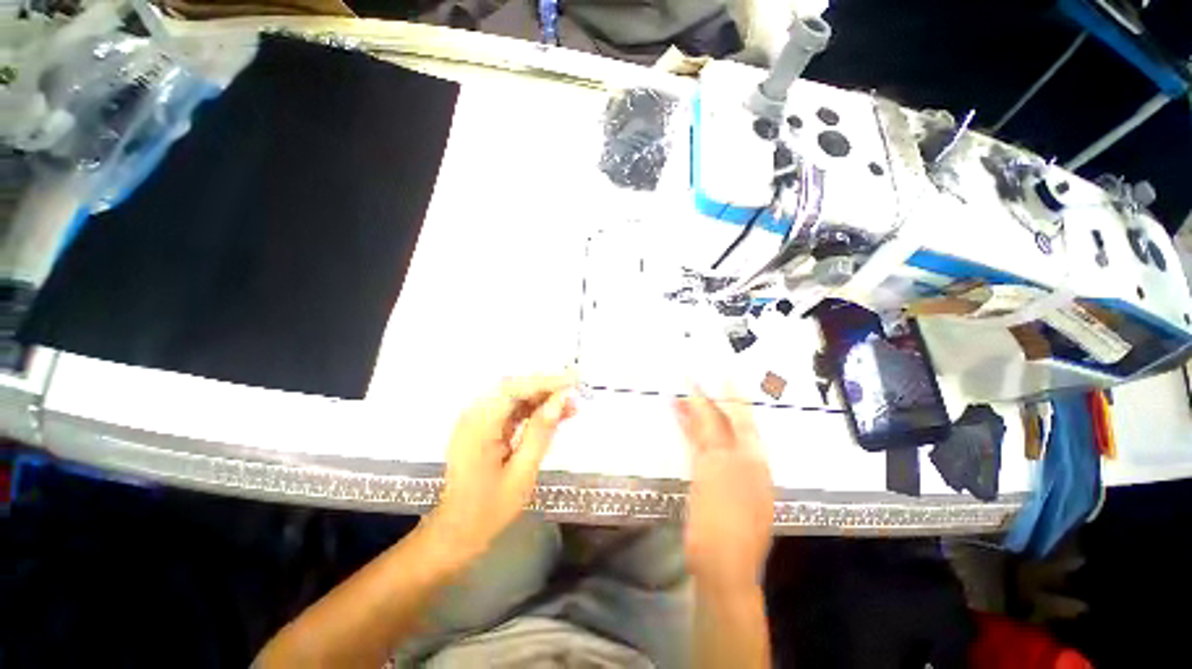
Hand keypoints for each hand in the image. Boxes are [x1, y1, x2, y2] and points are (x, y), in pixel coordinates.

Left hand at [428, 374, 575, 561]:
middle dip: (547, 387)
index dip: (546, 381)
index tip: (573, 381)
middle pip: (515, 388)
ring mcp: (477, 420)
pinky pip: (512, 410)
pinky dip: (534, 410)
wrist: (457, 531)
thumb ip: (541, 432)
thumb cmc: (489, 508)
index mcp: (479, 425)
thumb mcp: (522, 472)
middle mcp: (474, 414)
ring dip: (543, 398)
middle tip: (576, 390)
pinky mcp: (483, 427)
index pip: (515, 388)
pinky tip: (556, 416)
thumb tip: (562, 399)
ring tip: (572, 405)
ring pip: (515, 397)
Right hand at [675, 388, 773, 591]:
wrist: (721, 567)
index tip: (715, 371)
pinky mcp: (710, 480)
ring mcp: (727, 470)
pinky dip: (690, 433)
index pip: (737, 416)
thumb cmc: (723, 521)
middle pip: (724, 421)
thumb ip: (710, 439)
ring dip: (694, 415)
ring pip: (710, 434)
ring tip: (676, 396)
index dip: (726, 393)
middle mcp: (743, 459)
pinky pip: (700, 449)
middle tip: (692, 377)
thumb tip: (702, 409)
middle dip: (709, 399)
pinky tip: (679, 421)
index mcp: (753, 457)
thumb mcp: (717, 474)